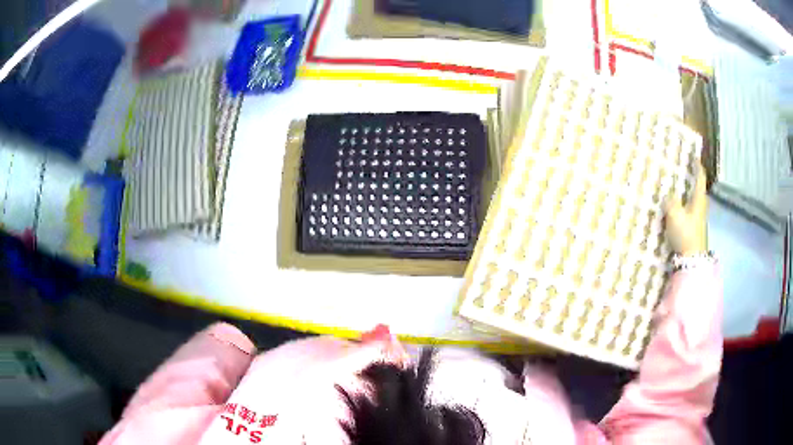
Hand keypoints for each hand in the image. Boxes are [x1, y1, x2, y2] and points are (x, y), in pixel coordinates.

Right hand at [664, 163, 707, 255]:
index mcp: (699, 199)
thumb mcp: (674, 214)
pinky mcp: (694, 229)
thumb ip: (670, 202)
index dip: (697, 166)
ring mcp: (698, 219)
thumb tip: (668, 196)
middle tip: (683, 172)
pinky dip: (684, 206)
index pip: (700, 178)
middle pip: (698, 189)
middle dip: (691, 180)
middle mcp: (701, 206)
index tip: (694, 157)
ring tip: (677, 190)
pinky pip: (689, 212)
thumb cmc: (686, 233)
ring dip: (687, 195)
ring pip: (693, 201)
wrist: (692, 260)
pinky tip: (676, 209)